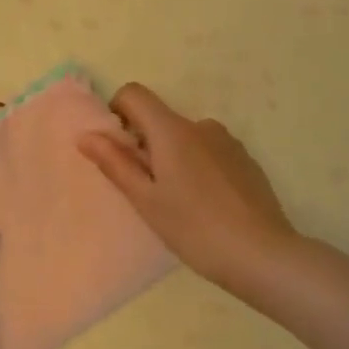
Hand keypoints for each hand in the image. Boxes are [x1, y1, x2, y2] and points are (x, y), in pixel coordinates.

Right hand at [78, 83, 301, 293]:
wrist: (263, 255)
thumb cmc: (194, 228)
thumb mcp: (145, 200)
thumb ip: (114, 163)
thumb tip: (85, 135)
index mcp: (172, 131)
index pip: (134, 94)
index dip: (117, 113)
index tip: (119, 150)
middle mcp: (201, 126)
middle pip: (159, 119)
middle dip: (145, 145)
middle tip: (147, 190)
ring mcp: (228, 142)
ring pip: (185, 138)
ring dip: (173, 158)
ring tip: (179, 202)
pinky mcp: (246, 160)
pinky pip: (209, 152)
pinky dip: (198, 168)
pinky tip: (206, 205)